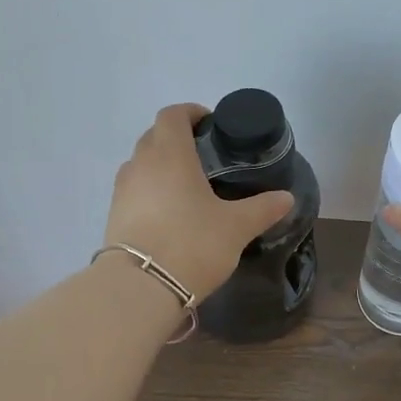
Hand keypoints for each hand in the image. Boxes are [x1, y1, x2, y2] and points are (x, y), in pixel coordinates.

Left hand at [104, 104, 294, 301]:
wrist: (140, 288)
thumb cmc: (192, 244)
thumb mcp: (236, 227)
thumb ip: (262, 208)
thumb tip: (286, 197)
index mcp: (170, 154)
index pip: (173, 115)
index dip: (191, 113)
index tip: (210, 125)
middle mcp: (141, 164)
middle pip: (154, 136)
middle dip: (177, 139)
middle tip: (205, 157)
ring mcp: (122, 190)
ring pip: (141, 164)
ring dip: (161, 166)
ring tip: (188, 186)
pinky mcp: (113, 216)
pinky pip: (134, 191)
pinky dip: (150, 191)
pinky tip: (170, 213)